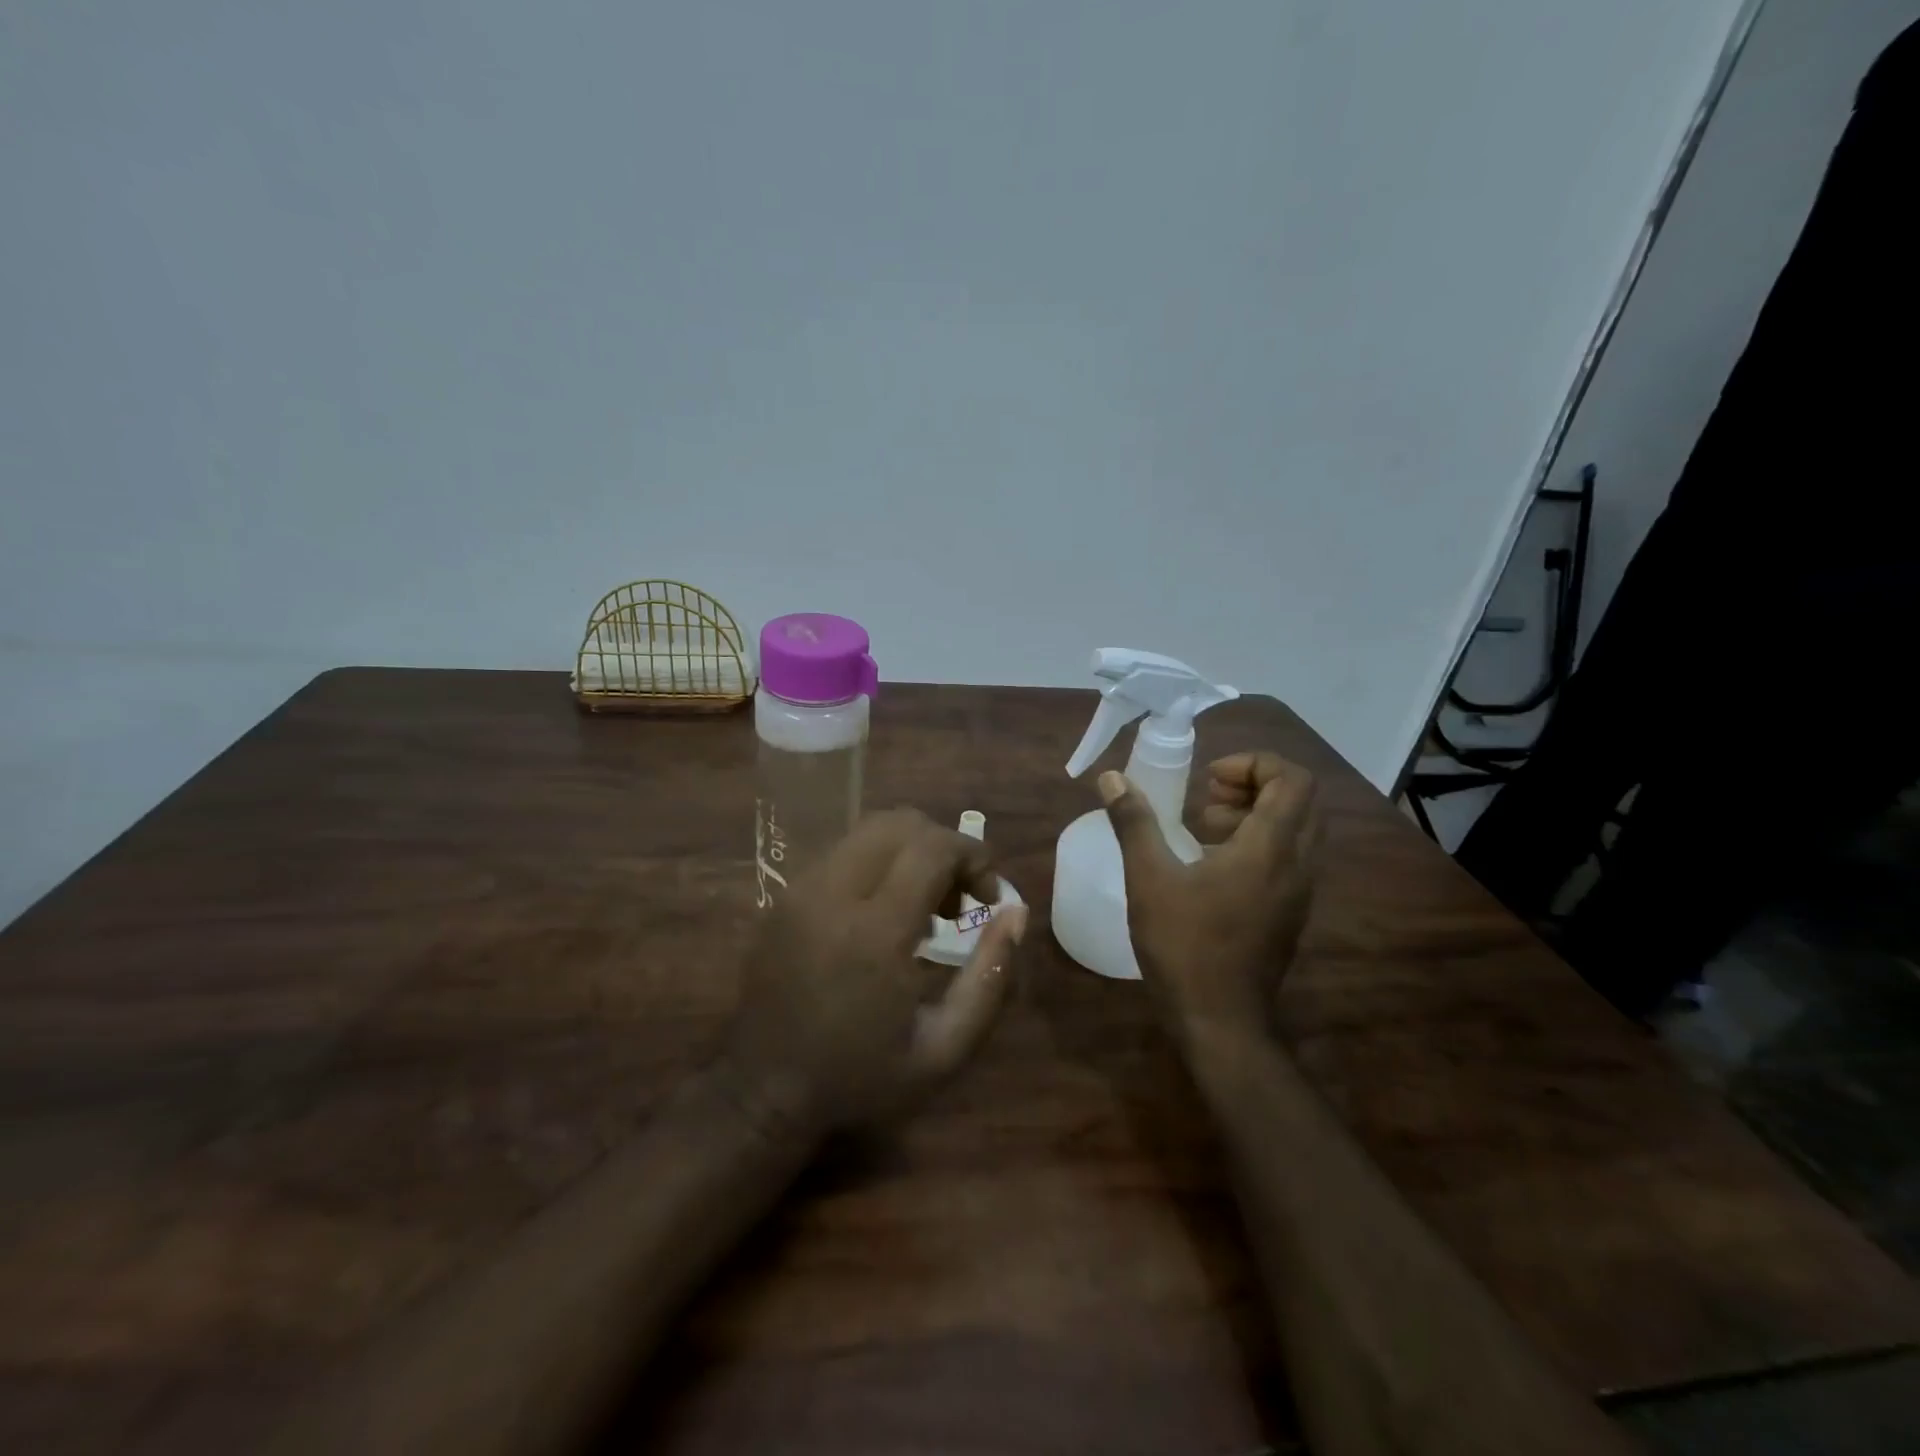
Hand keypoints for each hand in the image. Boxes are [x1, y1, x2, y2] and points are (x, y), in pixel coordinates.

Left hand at [718, 808, 1027, 1141]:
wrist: (762, 1091)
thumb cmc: (860, 1077)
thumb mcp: (943, 1049)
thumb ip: (989, 978)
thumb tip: (1015, 913)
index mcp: (875, 931)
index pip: (933, 847)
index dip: (974, 855)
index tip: (989, 895)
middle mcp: (833, 893)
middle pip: (900, 823)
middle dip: (944, 846)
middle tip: (960, 899)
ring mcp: (801, 889)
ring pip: (869, 830)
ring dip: (911, 851)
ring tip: (926, 906)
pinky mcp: (783, 895)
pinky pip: (843, 852)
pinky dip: (878, 862)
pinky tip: (885, 913)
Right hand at [1098, 752, 1319, 1047]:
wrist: (1220, 1022)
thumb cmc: (1184, 945)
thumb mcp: (1149, 879)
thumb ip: (1133, 823)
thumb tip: (1112, 778)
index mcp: (1270, 848)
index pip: (1293, 779)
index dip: (1254, 764)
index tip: (1209, 779)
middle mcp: (1297, 864)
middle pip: (1299, 800)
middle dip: (1254, 784)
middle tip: (1208, 796)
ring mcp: (1298, 892)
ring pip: (1296, 830)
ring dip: (1256, 813)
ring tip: (1205, 827)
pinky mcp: (1290, 913)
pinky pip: (1288, 857)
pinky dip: (1258, 843)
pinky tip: (1212, 864)